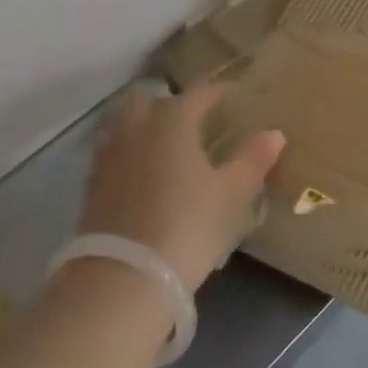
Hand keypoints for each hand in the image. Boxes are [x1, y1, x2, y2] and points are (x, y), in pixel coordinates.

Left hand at [76, 81, 284, 290]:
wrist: (124, 277)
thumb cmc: (188, 224)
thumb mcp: (232, 194)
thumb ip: (253, 160)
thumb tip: (274, 133)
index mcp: (172, 122)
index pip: (199, 93)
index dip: (218, 90)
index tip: (234, 92)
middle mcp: (136, 130)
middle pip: (149, 100)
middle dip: (170, 101)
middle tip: (193, 115)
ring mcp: (108, 157)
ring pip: (124, 124)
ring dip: (144, 124)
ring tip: (166, 142)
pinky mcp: (92, 187)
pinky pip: (112, 153)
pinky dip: (129, 152)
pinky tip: (144, 172)